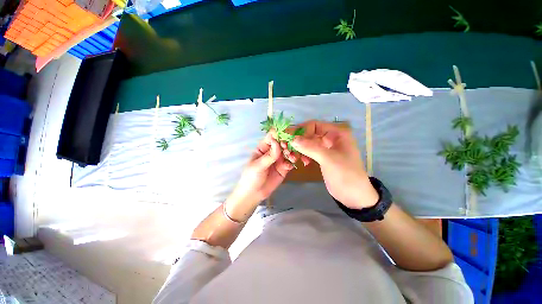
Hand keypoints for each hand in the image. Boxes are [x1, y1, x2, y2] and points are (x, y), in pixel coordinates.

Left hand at [226, 133, 293, 218]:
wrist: (254, 194)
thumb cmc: (251, 177)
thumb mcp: (258, 166)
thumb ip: (269, 155)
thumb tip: (277, 141)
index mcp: (263, 147)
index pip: (272, 137)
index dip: (279, 135)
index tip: (286, 136)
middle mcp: (272, 151)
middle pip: (282, 143)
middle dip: (287, 144)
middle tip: (289, 149)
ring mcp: (278, 159)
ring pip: (288, 152)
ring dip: (291, 153)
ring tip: (291, 158)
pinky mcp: (284, 168)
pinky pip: (290, 162)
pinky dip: (291, 162)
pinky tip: (288, 166)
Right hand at [291, 121, 378, 208]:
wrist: (353, 195)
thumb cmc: (345, 174)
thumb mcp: (328, 159)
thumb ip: (310, 147)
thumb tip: (293, 139)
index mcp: (336, 133)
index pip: (314, 125)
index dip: (301, 131)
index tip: (290, 140)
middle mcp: (331, 138)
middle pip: (310, 134)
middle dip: (299, 141)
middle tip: (289, 150)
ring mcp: (326, 148)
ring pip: (308, 144)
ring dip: (300, 149)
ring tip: (295, 158)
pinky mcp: (322, 157)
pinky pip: (310, 152)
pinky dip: (304, 155)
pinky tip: (303, 162)